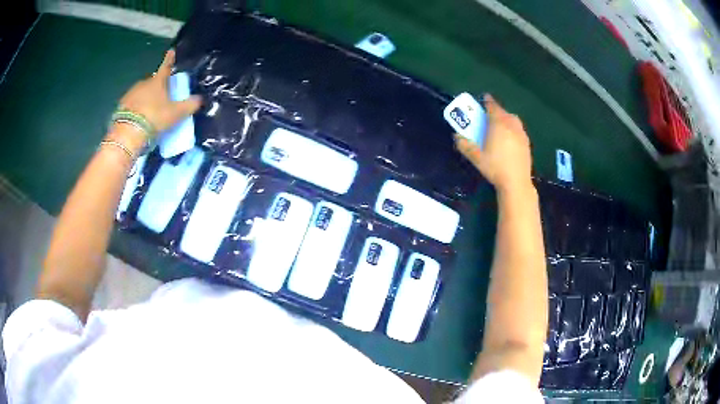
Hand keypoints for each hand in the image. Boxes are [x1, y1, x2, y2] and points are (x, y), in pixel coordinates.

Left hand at [116, 49, 201, 135]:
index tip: (171, 51)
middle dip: (157, 86)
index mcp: (158, 81)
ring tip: (150, 111)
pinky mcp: (121, 106)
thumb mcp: (176, 113)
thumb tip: (200, 99)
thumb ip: (189, 105)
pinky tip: (139, 118)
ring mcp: (131, 94)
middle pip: (153, 82)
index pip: (166, 66)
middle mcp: (144, 83)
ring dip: (146, 98)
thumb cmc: (155, 117)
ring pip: (141, 92)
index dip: (169, 59)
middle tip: (162, 96)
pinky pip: (132, 104)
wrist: (128, 133)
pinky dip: (136, 108)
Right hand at [455, 94, 532, 194]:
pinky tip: (509, 136)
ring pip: (513, 119)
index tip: (485, 98)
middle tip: (489, 114)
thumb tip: (457, 136)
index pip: (493, 107)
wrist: (516, 182)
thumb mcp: (476, 158)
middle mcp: (511, 125)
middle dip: (497, 110)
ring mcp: (521, 134)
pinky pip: (519, 128)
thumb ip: (465, 145)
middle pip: (504, 112)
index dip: (488, 101)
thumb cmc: (495, 168)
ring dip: (506, 117)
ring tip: (500, 124)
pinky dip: (513, 127)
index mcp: (498, 125)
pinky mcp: (526, 143)